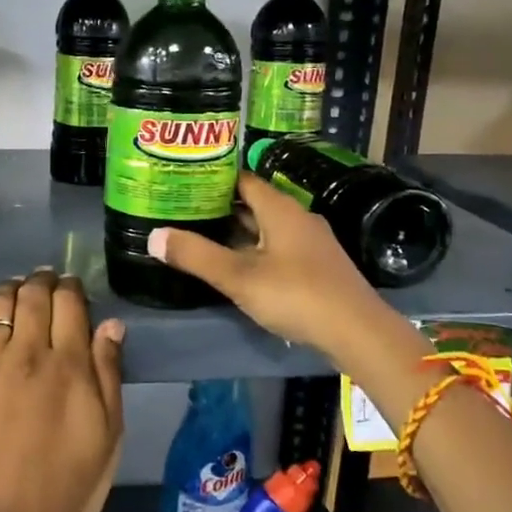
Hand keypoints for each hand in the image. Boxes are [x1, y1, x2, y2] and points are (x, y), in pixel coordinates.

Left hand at [0, 269, 125, 511]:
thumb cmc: (71, 482)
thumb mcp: (109, 432)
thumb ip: (108, 373)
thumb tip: (110, 324)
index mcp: (68, 364)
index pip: (68, 301)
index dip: (71, 286)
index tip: (72, 287)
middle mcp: (26, 353)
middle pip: (32, 294)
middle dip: (42, 280)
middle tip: (45, 283)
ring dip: (9, 289)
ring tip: (14, 293)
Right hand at [151, 171, 432, 390]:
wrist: (358, 332)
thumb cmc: (296, 295)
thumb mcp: (238, 277)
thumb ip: (195, 255)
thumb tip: (153, 236)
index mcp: (280, 208)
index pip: (242, 179)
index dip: (213, 179)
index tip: (183, 182)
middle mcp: (297, 217)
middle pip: (253, 203)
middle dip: (220, 207)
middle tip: (183, 210)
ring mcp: (310, 243)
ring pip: (266, 228)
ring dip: (237, 231)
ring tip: (201, 236)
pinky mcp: (317, 267)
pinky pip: (278, 247)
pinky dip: (254, 250)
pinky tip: (237, 266)